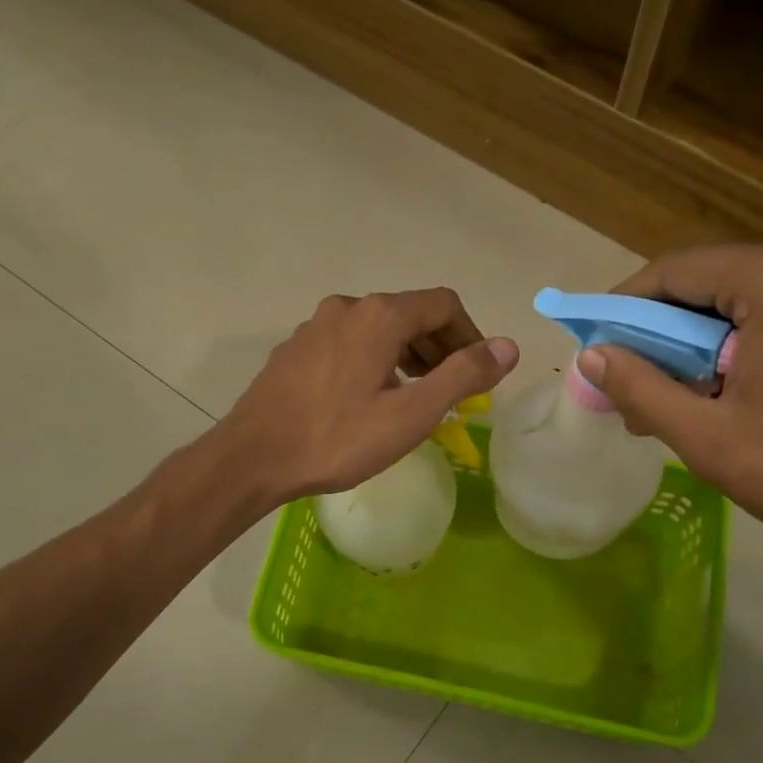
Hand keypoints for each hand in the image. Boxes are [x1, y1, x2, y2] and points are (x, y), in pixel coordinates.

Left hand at [223, 289, 518, 501]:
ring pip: (377, 329)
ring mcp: (315, 326)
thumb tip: (508, 347)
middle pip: (410, 313)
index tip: (479, 373)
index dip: (471, 335)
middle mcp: (347, 307)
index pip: (444, 305)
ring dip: (407, 355)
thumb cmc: (338, 439)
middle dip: (440, 347)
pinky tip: (368, 400)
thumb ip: (463, 376)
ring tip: (415, 397)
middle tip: (452, 391)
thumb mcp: (411, 414)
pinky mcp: (295, 349)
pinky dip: (373, 361)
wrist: (254, 457)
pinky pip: (348, 344)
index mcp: (380, 315)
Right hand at [578, 245, 762, 570]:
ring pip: (730, 305)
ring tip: (657, 400)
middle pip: (703, 284)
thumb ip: (640, 388)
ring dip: (686, 346)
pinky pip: (762, 319)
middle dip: (655, 332)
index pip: (675, 271)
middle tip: (622, 382)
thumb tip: (590, 355)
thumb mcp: (706, 435)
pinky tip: (704, 395)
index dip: (623, 305)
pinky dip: (723, 351)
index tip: (592, 343)